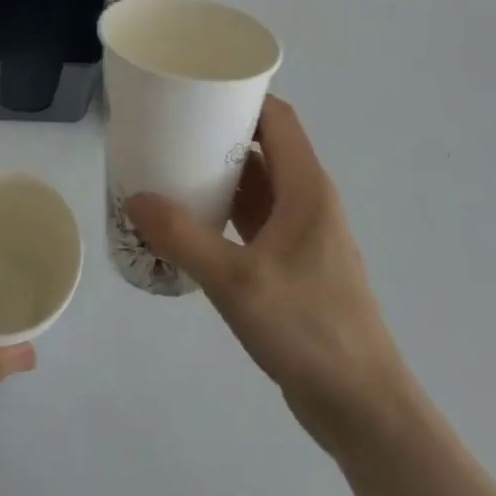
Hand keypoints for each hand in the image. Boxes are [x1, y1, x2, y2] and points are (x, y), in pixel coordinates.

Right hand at [126, 97, 400, 455]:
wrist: (361, 408)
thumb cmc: (308, 328)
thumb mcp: (236, 281)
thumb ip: (183, 238)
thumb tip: (134, 199)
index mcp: (306, 187)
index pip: (277, 117)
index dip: (241, 95)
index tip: (197, 88)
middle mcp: (308, 199)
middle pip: (265, 144)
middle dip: (220, 131)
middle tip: (170, 126)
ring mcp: (303, 233)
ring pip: (260, 183)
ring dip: (221, 172)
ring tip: (172, 166)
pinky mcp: (295, 262)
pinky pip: (256, 216)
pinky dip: (227, 208)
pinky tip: (193, 219)